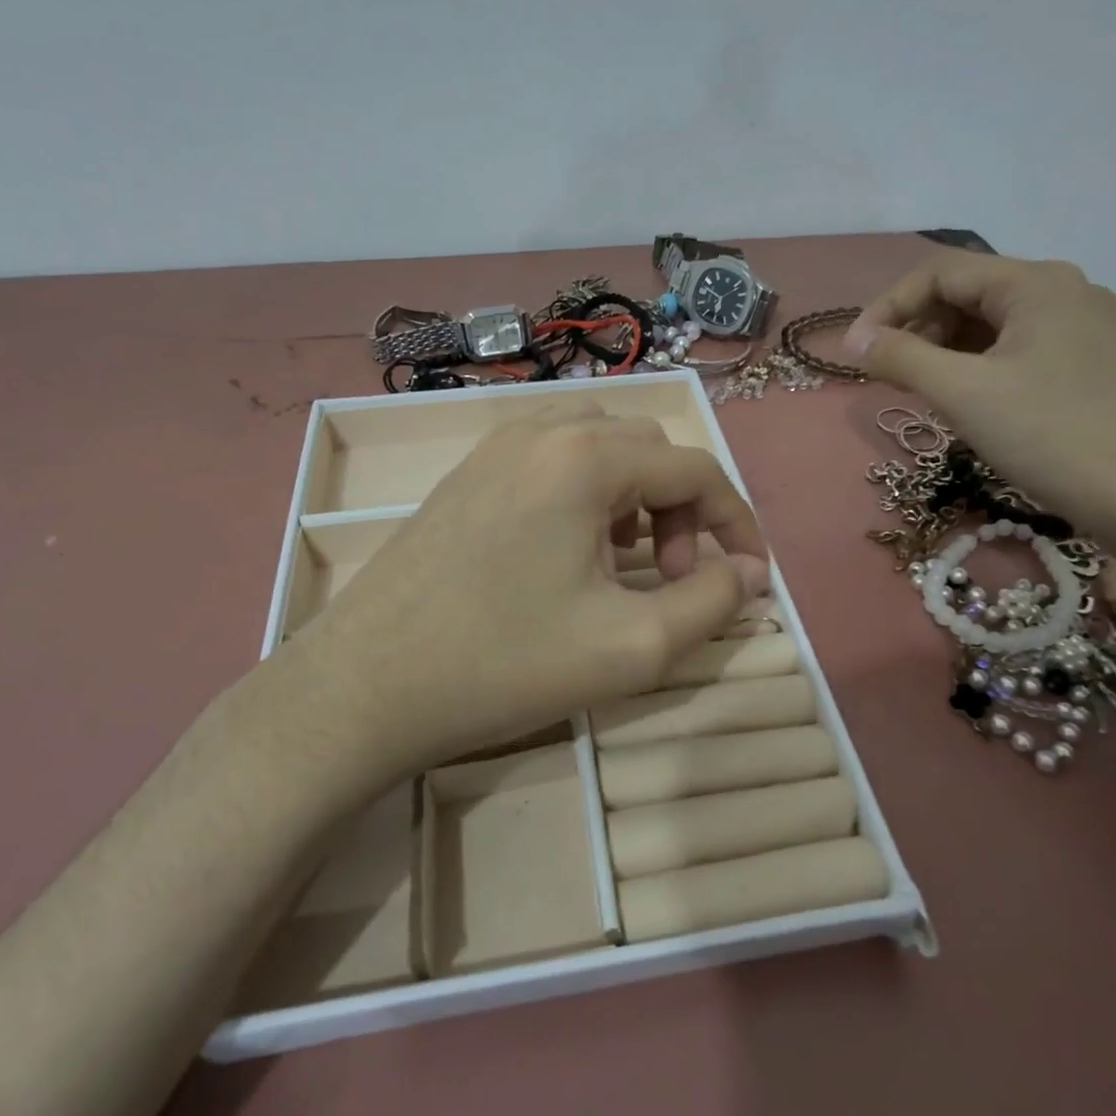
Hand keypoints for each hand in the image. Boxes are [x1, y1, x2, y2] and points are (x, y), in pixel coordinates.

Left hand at [265, 404, 771, 774]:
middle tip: (674, 575)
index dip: (736, 521)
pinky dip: (587, 494)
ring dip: (636, 496)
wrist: (364, 685)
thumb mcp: (631, 646)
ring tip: (628, 562)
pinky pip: (552, 461)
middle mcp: (542, 430)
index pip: (695, 468)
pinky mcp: (467, 474)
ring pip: (599, 447)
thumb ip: (711, 604)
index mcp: (585, 457)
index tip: (752, 574)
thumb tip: (750, 574)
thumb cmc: (503, 663)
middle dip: (682, 507)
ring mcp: (495, 447)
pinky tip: (571, 553)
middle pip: (648, 448)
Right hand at [843, 248, 1115, 555]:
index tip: (856, 352)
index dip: (888, 306)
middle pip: (968, 293)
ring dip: (945, 350)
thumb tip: (855, 340)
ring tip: (923, 392)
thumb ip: (901, 357)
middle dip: (917, 329)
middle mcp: (1063, 292)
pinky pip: (1017, 349)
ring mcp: (1083, 328)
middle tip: (889, 376)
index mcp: (1035, 283)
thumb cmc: (1051, 436)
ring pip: (992, 324)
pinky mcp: (1092, 363)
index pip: (940, 273)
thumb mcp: (963, 393)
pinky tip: (969, 402)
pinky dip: (979, 367)